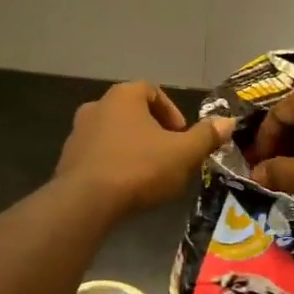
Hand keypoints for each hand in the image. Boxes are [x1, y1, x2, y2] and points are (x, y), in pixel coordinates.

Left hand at [55, 82, 234, 218]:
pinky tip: (124, 186)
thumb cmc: (139, 168)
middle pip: (131, 111)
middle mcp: (97, 106)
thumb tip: (227, 122)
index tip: (181, 135)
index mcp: (124, 96)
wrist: (85, 202)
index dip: (171, 111)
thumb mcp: (183, 153)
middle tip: (168, 154)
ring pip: (113, 133)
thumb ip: (206, 136)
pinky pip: (97, 155)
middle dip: (152, 131)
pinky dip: (112, 163)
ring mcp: (77, 133)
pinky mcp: (66, 160)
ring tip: (147, 173)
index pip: (152, 90)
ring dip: (131, 147)